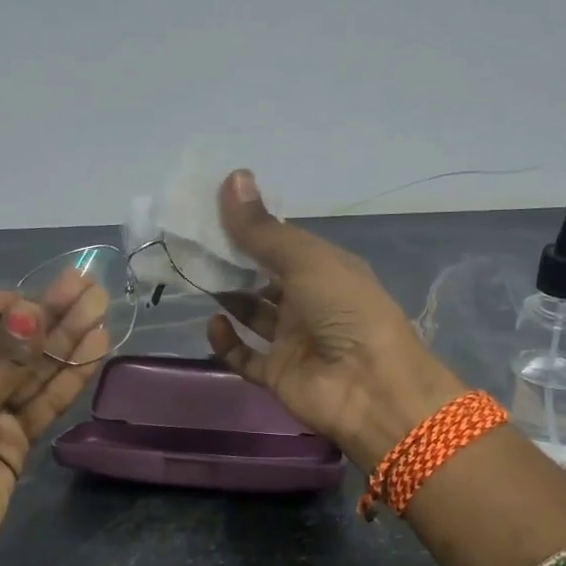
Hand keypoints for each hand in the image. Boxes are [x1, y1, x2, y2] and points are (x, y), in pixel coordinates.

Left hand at [0, 277, 106, 565]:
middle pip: (2, 337)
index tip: (21, 308)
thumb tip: (33, 310)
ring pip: (30, 368)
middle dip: (44, 314)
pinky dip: (68, 378)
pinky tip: (96, 350)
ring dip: (64, 340)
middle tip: (86, 288)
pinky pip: (43, 401)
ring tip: (101, 309)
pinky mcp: (13, 438)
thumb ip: (5, 360)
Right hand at [205, 170, 461, 471]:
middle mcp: (309, 302)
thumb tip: (232, 177)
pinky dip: (227, 342)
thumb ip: (263, 229)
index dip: (251, 228)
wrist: (370, 388)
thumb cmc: (345, 310)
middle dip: (233, 262)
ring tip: (196, 276)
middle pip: (264, 277)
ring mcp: (294, 340)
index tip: (212, 211)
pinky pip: (245, 357)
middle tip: (194, 244)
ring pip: (253, 313)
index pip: (282, 243)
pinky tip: (213, 323)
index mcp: (325, 269)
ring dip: (228, 296)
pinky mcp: (278, 374)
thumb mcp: (305, 260)